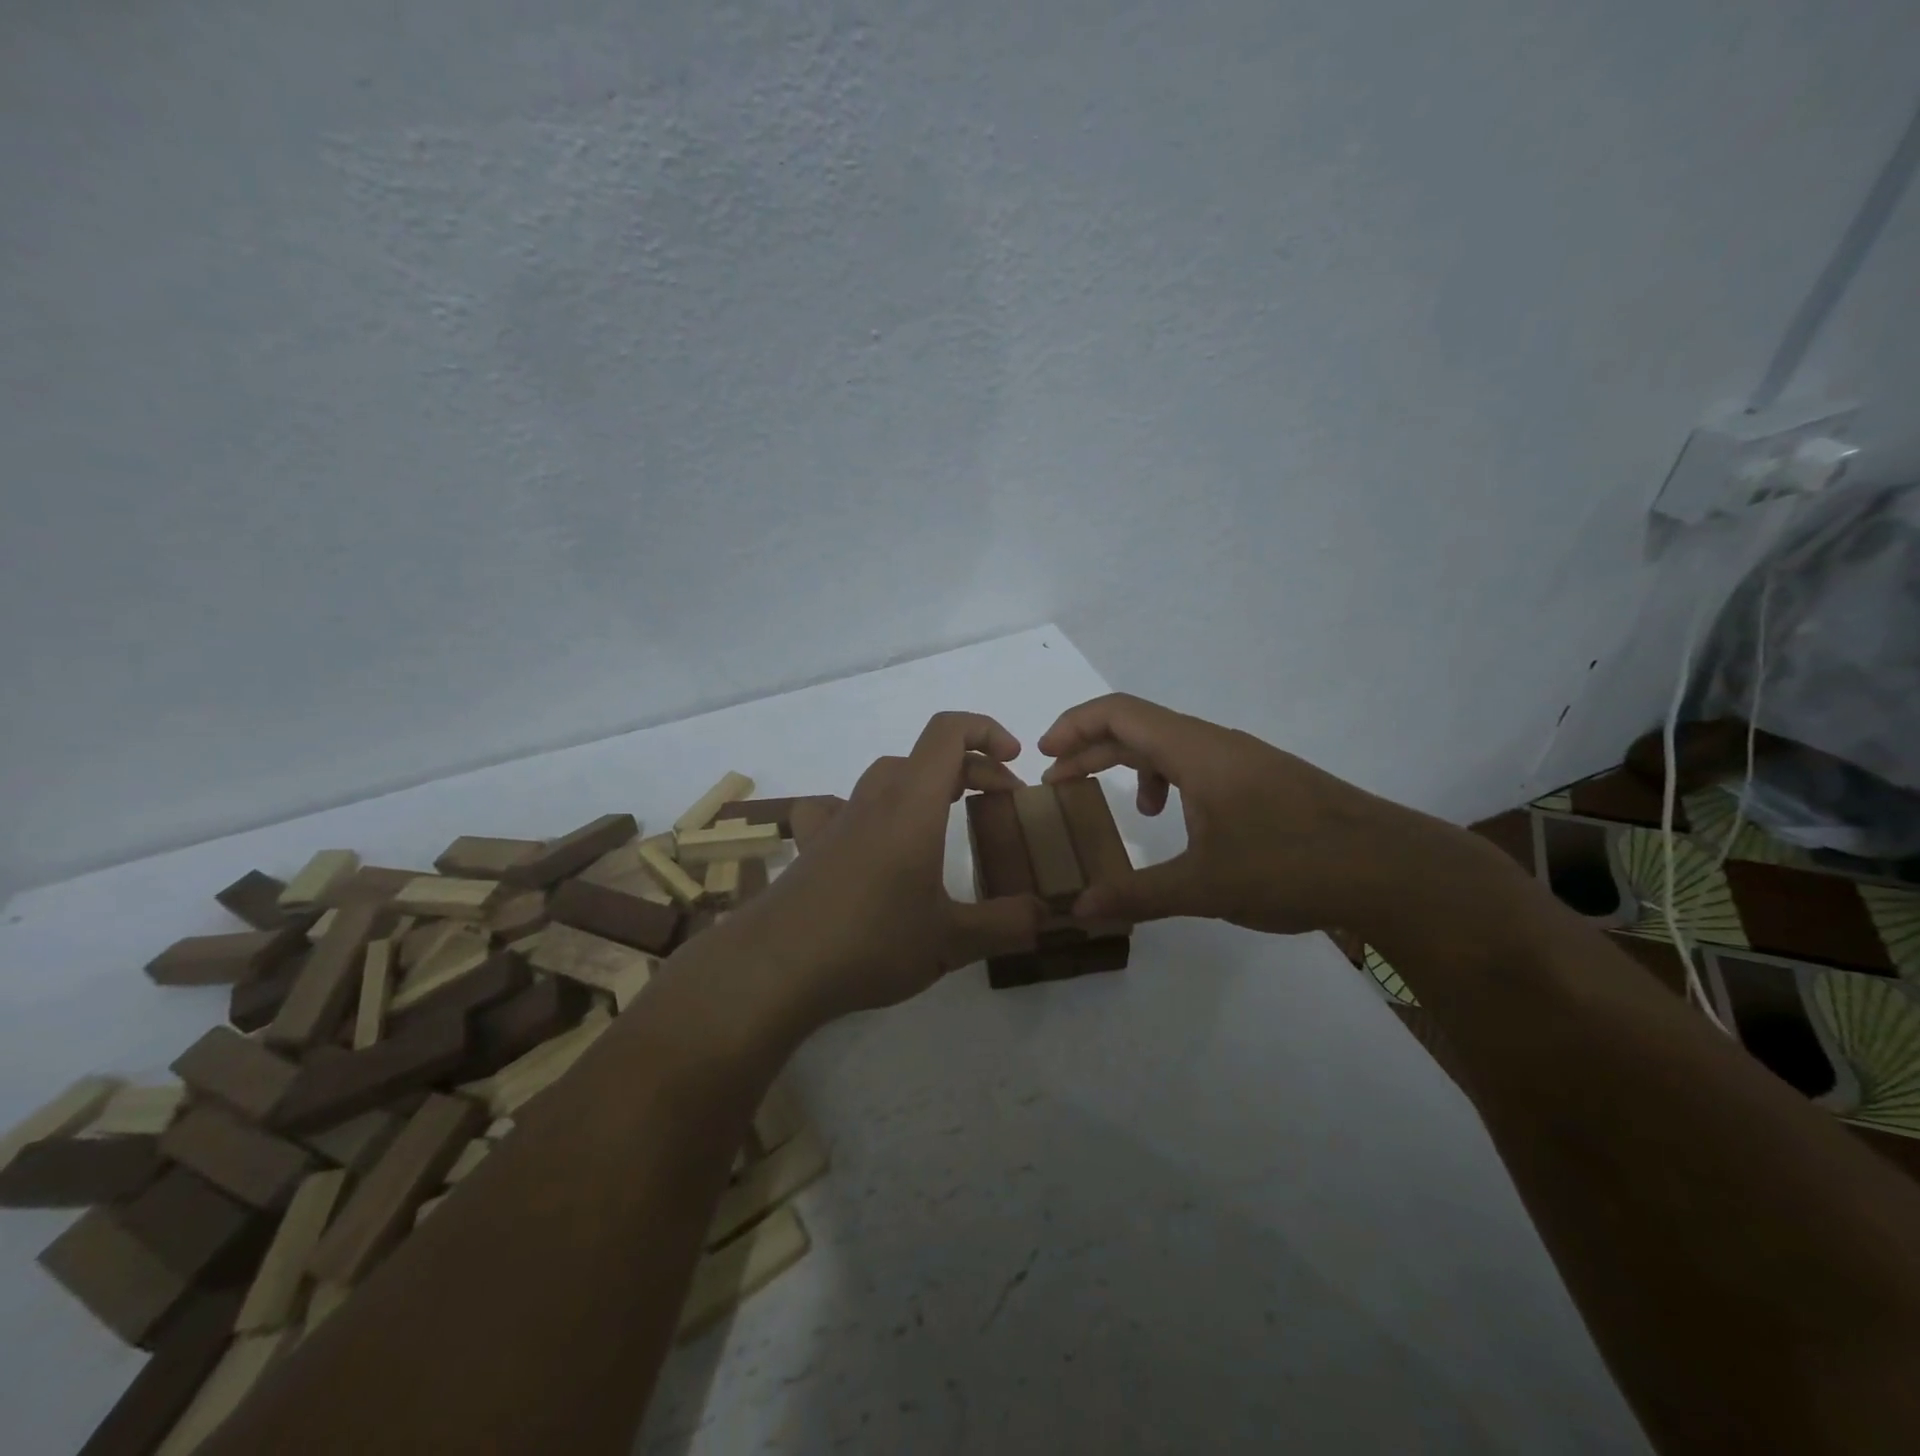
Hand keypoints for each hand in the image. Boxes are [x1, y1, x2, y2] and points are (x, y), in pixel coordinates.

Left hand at [732, 712, 1045, 1028]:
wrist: (775, 968)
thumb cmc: (870, 942)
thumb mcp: (951, 941)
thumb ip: (1006, 924)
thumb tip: (1047, 915)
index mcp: (912, 805)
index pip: (948, 732)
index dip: (987, 731)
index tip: (1014, 763)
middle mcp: (873, 799)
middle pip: (926, 756)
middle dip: (971, 769)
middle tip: (999, 806)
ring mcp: (837, 820)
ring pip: (888, 776)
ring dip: (924, 785)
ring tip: (945, 819)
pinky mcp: (812, 845)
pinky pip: (839, 806)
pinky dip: (866, 808)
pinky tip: (869, 837)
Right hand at [1039, 693, 1469, 935]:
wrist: (1392, 870)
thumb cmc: (1291, 866)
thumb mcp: (1204, 886)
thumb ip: (1137, 894)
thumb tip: (1079, 909)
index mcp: (1196, 751)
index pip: (1119, 713)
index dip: (1074, 725)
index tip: (1043, 754)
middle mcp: (1217, 744)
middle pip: (1139, 727)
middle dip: (1092, 750)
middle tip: (1059, 783)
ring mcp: (1245, 760)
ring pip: (1171, 746)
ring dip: (1133, 766)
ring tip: (1122, 807)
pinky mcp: (1264, 780)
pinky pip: (1199, 765)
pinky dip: (1171, 782)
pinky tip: (1181, 823)